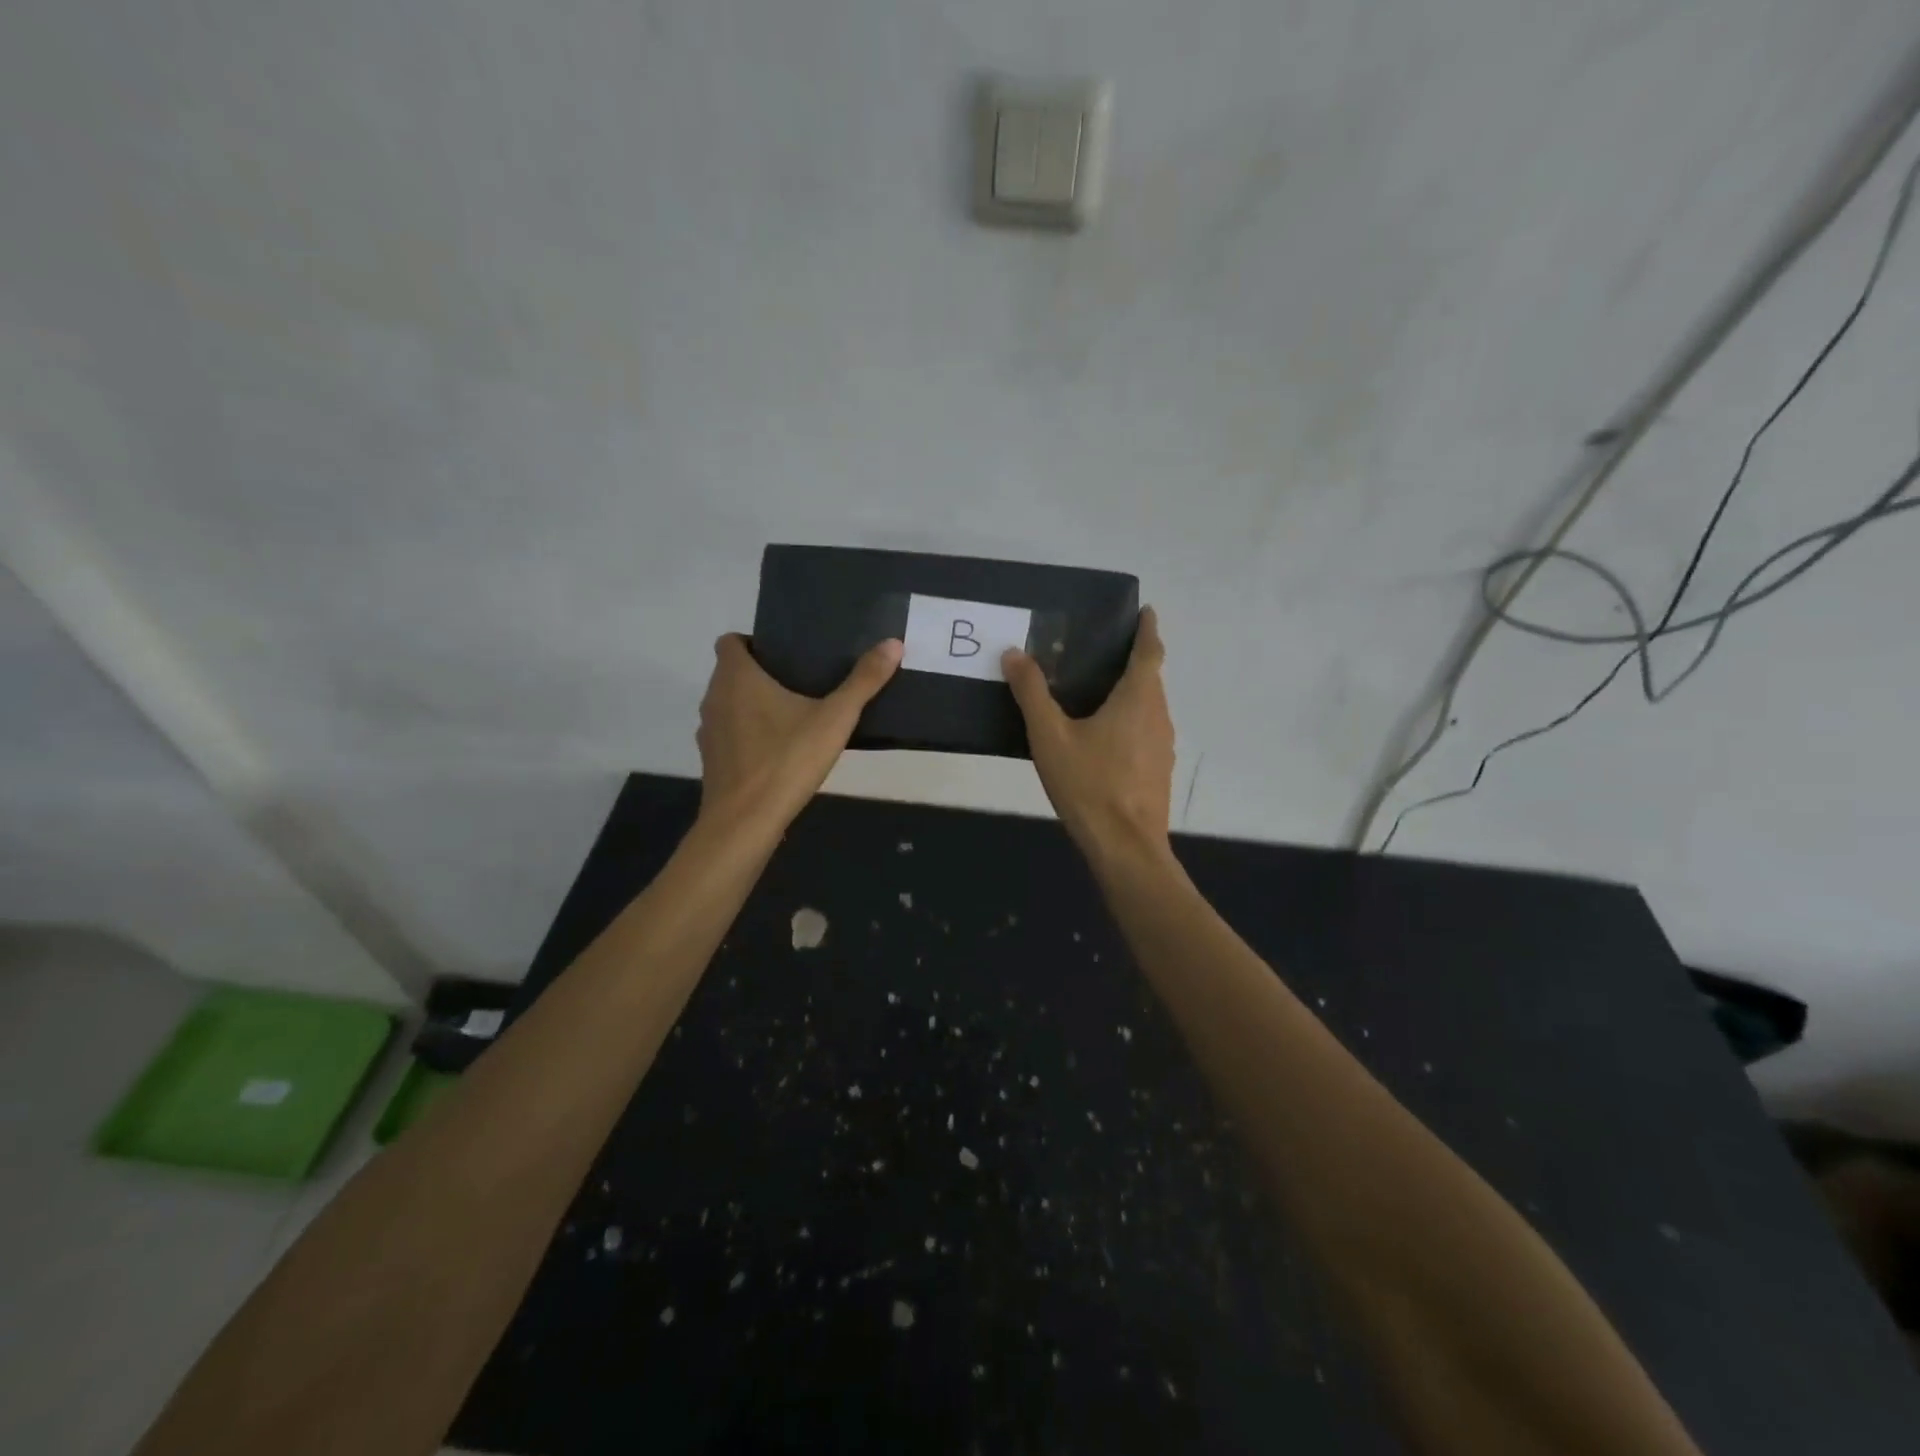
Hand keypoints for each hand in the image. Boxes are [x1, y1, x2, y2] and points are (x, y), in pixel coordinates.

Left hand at [697, 635, 902, 830]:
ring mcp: (708, 732)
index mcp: (737, 678)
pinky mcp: (711, 761)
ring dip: (752, 707)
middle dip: (760, 675)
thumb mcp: (835, 718)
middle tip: (800, 683)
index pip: (730, 642)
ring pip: (728, 706)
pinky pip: (729, 736)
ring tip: (791, 717)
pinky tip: (777, 753)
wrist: (745, 822)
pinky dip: (747, 737)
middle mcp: (714, 698)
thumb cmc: (786, 760)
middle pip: (730, 674)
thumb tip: (894, 644)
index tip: (784, 656)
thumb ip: (864, 681)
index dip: (753, 644)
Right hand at [1002, 607, 1174, 862]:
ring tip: (1099, 691)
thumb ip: (1032, 693)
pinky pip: (1146, 732)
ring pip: (1149, 708)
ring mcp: (1163, 746)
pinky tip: (1104, 738)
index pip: (1149, 652)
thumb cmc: (1089, 784)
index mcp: (1138, 699)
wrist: (1125, 847)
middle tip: (1104, 651)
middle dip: (1134, 661)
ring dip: (1132, 693)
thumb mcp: (1050, 736)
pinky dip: (1130, 721)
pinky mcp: (1158, 771)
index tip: (1146, 611)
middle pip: (1151, 679)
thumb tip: (1013, 654)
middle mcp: (1158, 716)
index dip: (1148, 629)